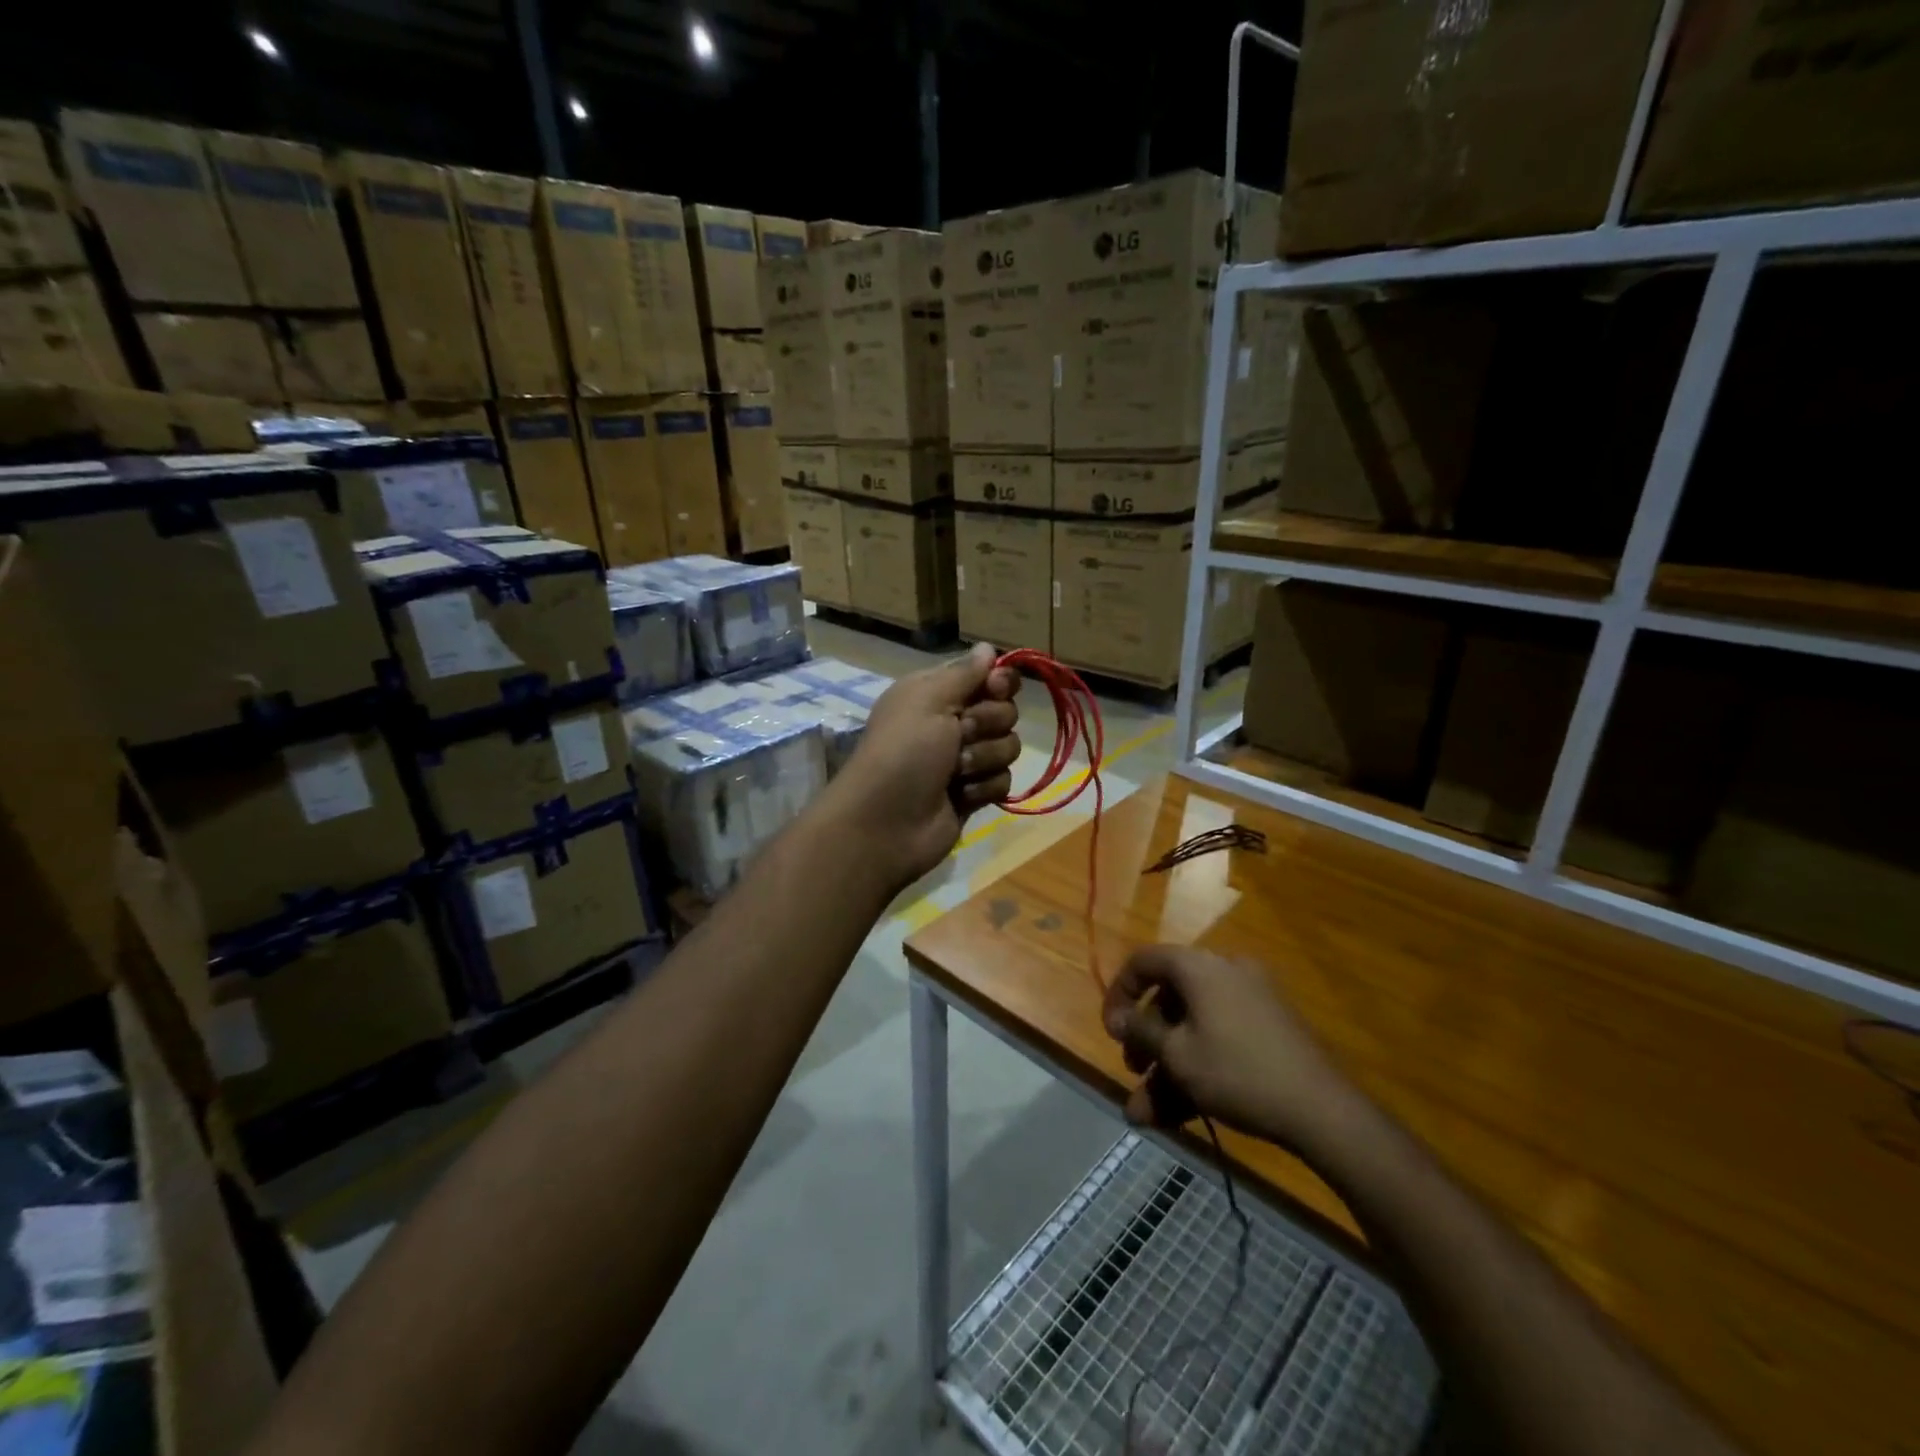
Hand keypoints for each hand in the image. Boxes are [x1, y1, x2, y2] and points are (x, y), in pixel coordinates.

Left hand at [823, 641, 1020, 890]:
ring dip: (984, 758)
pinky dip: (983, 788)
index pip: (986, 676)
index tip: (994, 689)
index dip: (998, 682)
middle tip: (960, 736)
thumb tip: (986, 647)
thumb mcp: (928, 700)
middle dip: (989, 724)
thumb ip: (964, 673)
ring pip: (1008, 747)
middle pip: (1004, 710)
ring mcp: (964, 761)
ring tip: (955, 772)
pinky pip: (1003, 781)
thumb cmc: (904, 752)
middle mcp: (951, 723)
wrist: (886, 823)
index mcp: (936, 694)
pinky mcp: (973, 793)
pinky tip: (960, 796)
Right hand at [1102, 946, 1359, 1151]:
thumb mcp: (1178, 1055)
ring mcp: (1252, 1000)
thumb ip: (1141, 1032)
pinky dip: (1199, 1066)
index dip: (1120, 993)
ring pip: (1194, 1027)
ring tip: (1149, 1115)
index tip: (1112, 1032)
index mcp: (1199, 967)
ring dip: (1168, 1066)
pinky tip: (1182, 1113)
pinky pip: (1220, 1037)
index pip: (1144, 962)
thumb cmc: (1237, 1072)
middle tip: (1134, 1072)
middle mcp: (1225, 972)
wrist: (1323, 1110)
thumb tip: (1118, 1018)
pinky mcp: (1270, 1028)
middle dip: (1146, 1042)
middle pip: (1170, 999)